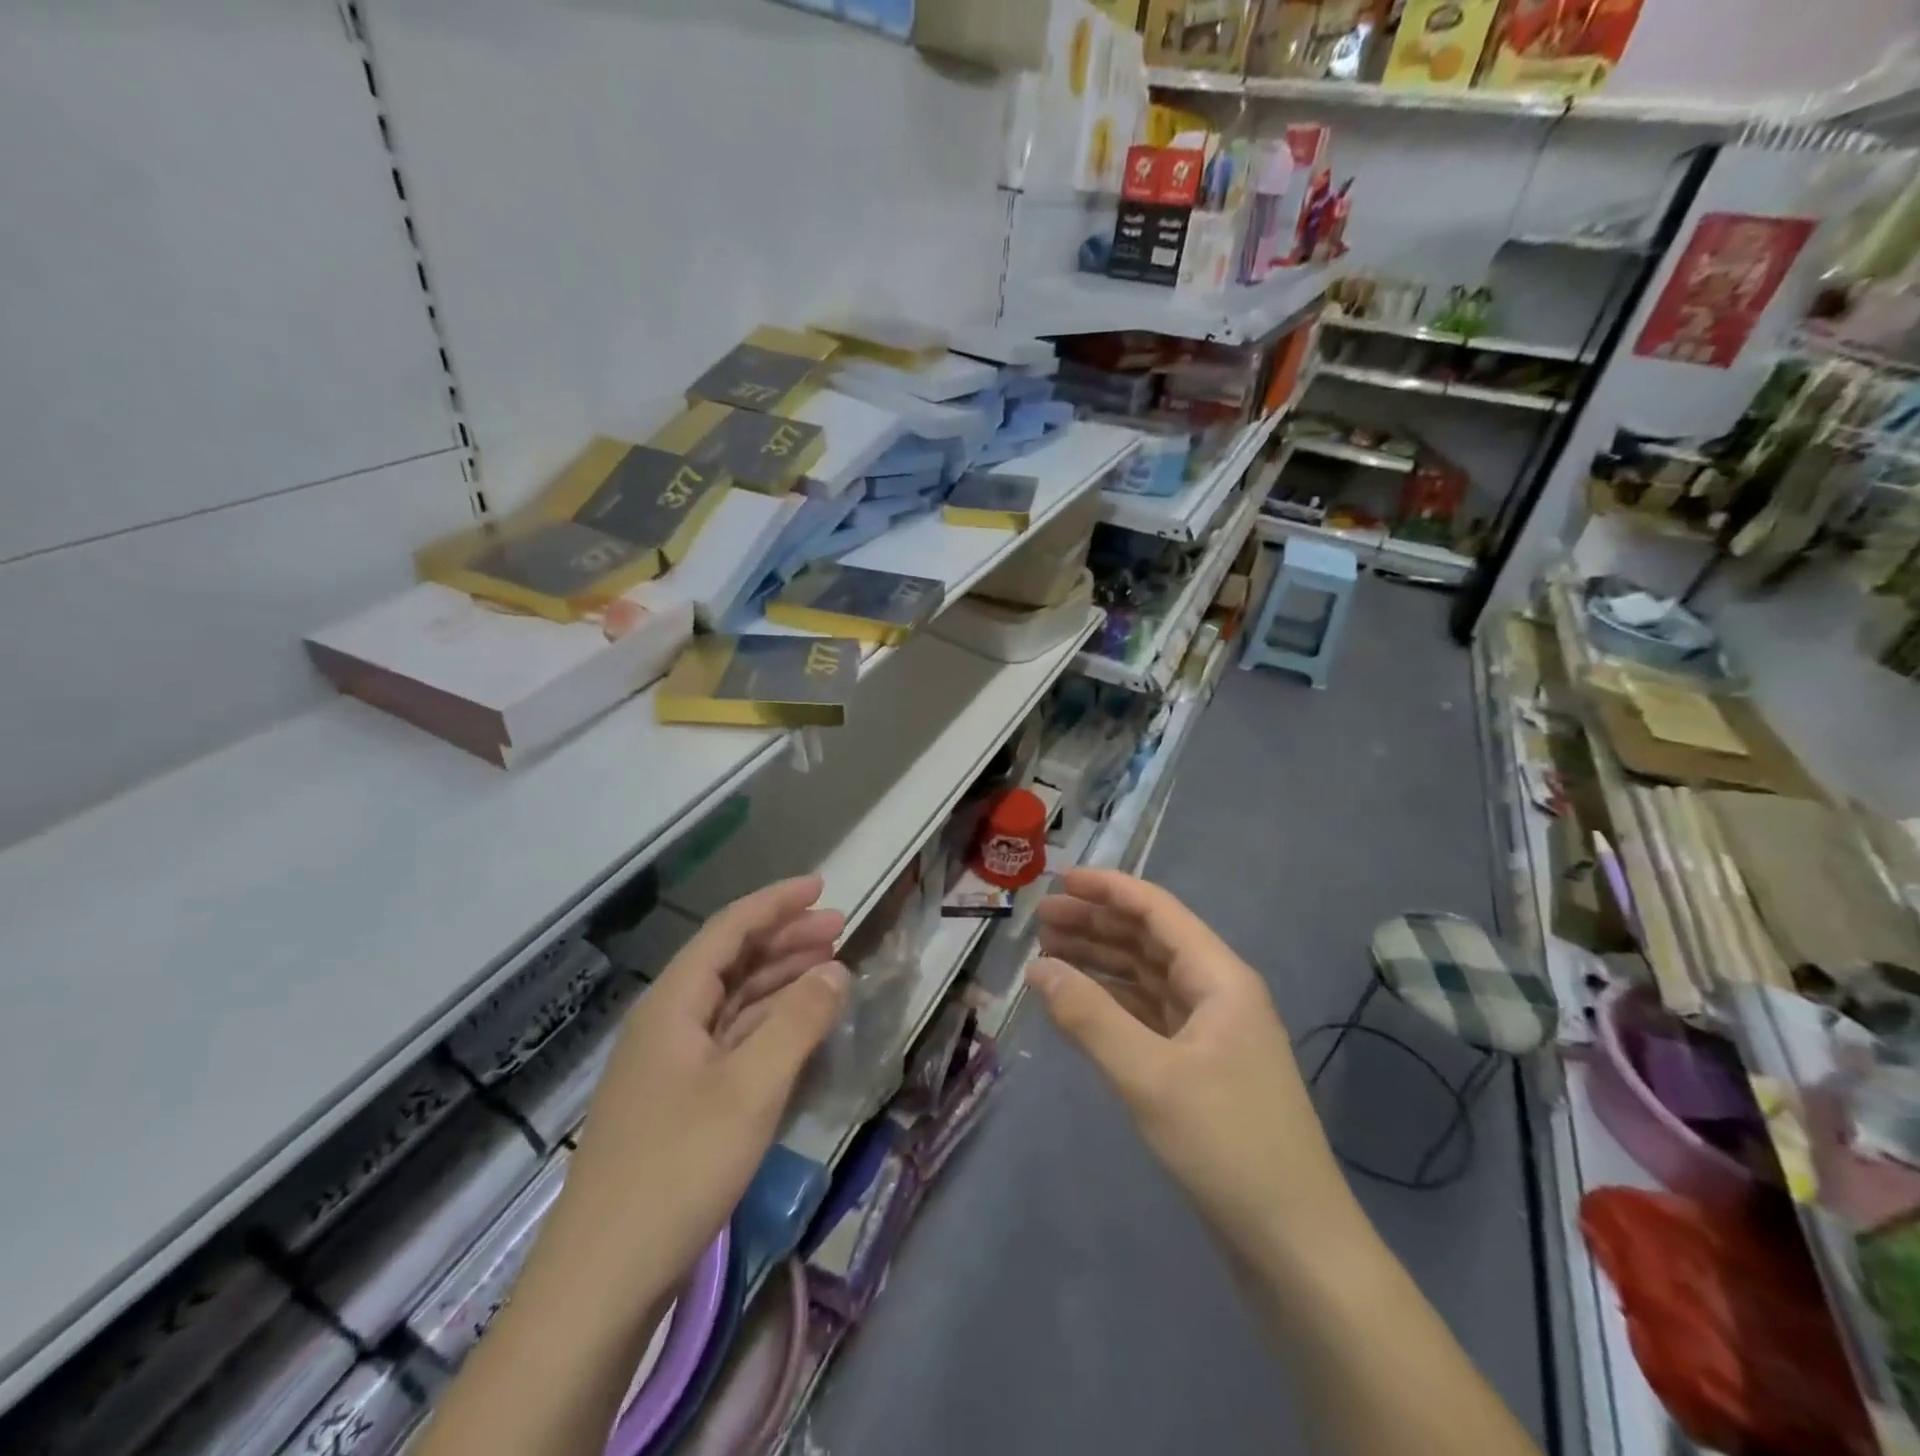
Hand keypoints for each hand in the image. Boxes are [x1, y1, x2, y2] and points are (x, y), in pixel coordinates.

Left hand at [551, 876, 849, 1303]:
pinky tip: (799, 1029)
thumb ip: (798, 1021)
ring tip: (829, 969)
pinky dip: (768, 1025)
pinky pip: (731, 1041)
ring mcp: (670, 1065)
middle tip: (838, 928)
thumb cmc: (679, 1170)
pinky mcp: (679, 1103)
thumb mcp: (752, 1088)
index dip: (775, 903)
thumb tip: (836, 968)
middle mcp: (667, 1023)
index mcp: (672, 1005)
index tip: (821, 887)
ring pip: (732, 1002)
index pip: (728, 931)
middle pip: (730, 962)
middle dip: (785, 939)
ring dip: (779, 980)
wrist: (602, 1282)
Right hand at [1031, 869, 1349, 1249]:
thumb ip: (1090, 1016)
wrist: (1294, 1244)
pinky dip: (1113, 1004)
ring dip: (1101, 963)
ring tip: (1048, 955)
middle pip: (1150, 941)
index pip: (1158, 911)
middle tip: (1041, 921)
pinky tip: (1078, 1004)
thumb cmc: (1226, 1145)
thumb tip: (1038, 968)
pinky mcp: (1201, 1067)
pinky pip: (1149, 1016)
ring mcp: (1211, 1032)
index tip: (1059, 880)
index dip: (1108, 890)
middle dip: (1096, 925)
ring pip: (1148, 979)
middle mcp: (1218, 993)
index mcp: (1219, 978)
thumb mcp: (1149, 1076)